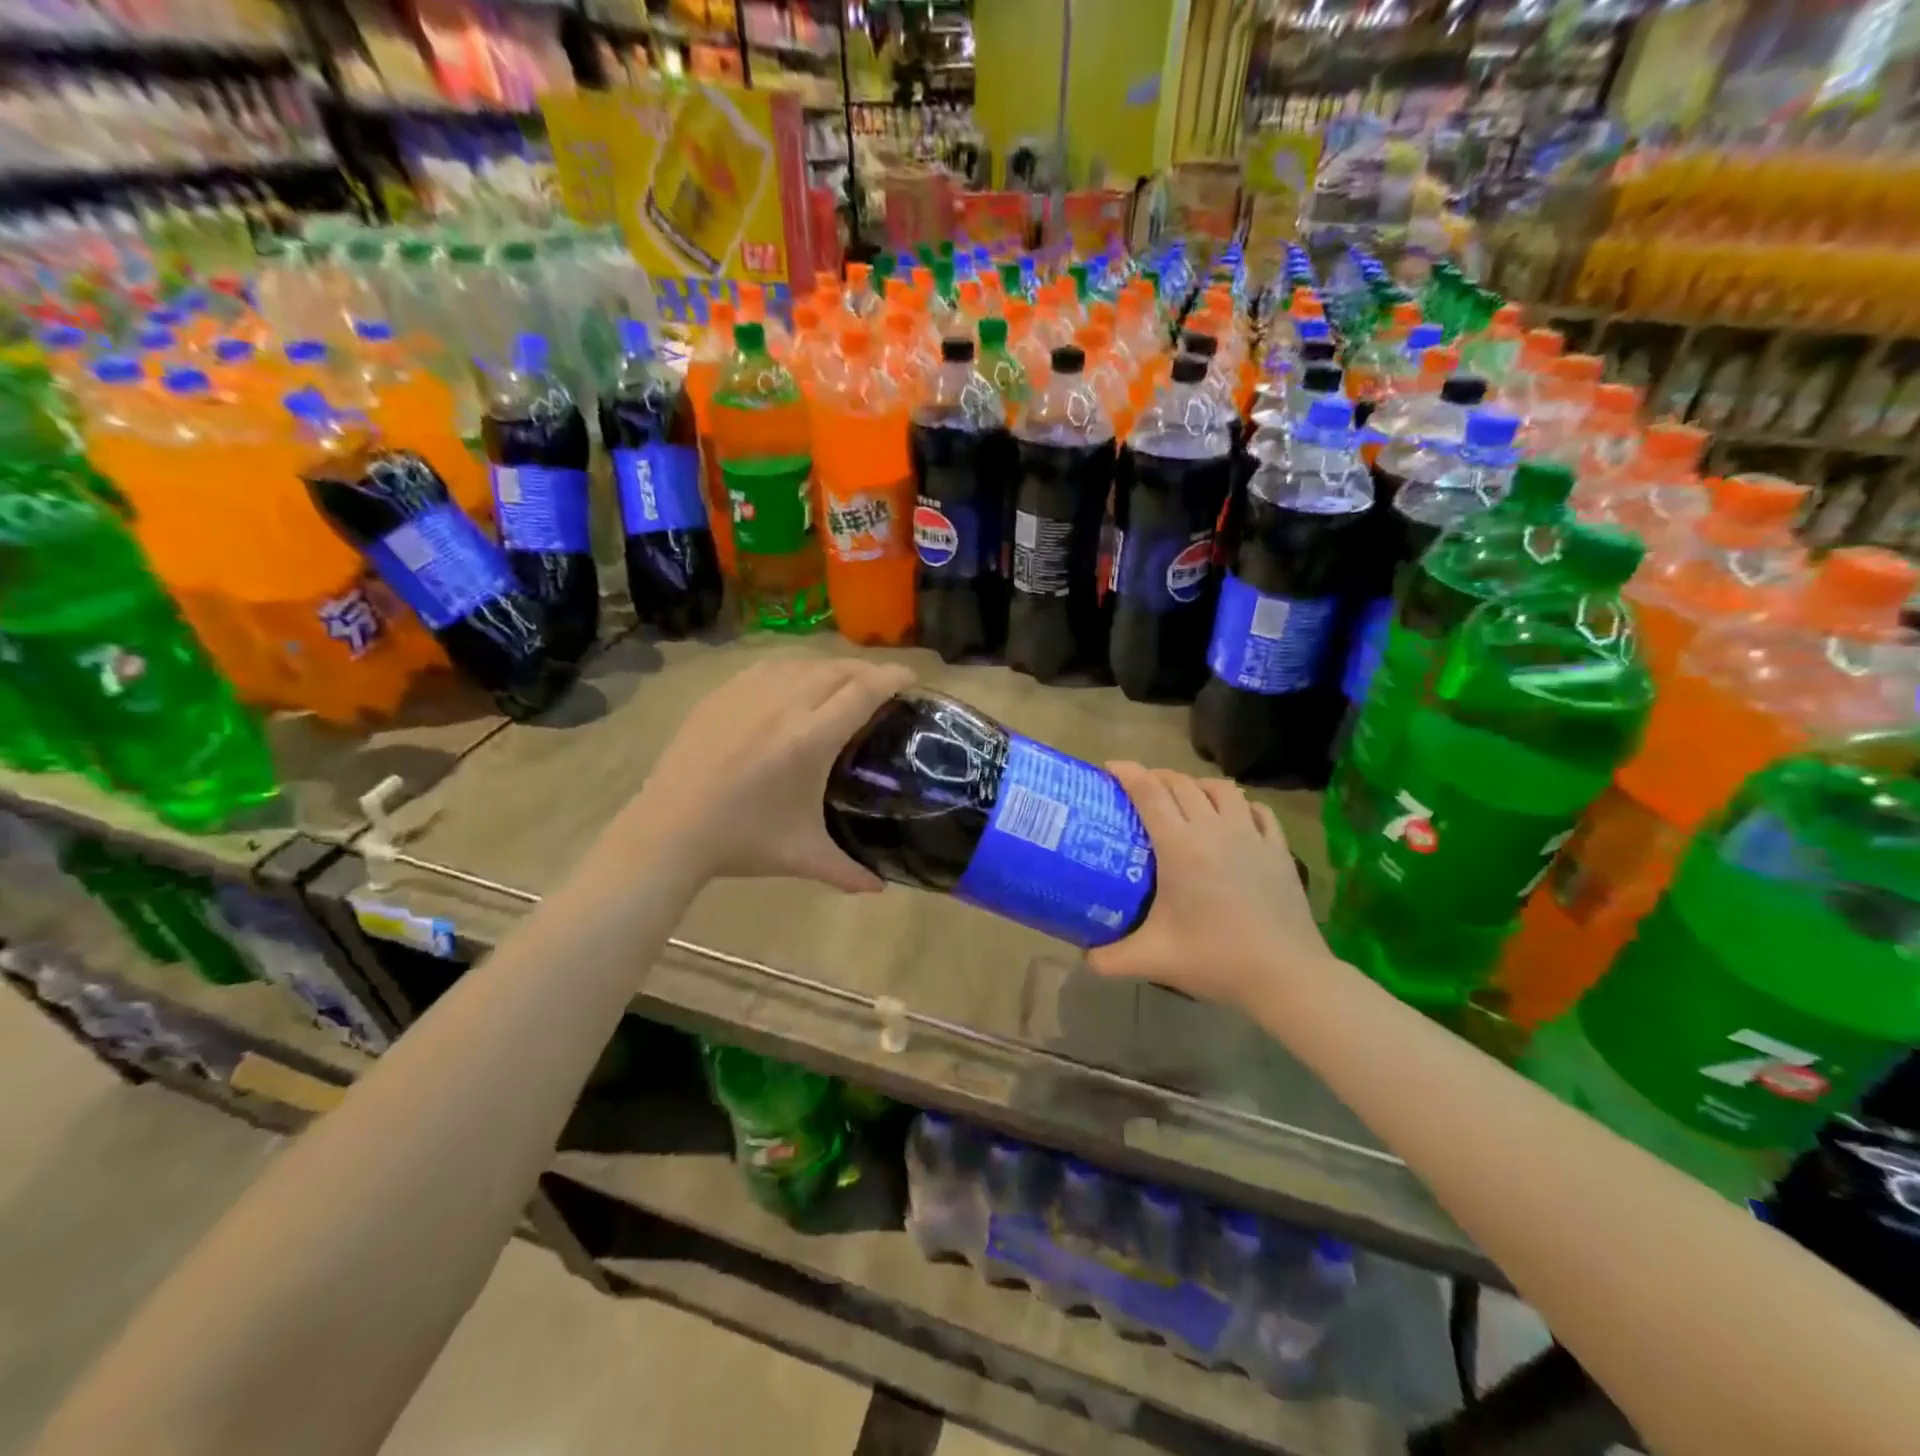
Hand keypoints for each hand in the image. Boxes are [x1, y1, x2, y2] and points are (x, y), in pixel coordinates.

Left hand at [610, 655, 915, 892]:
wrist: (669, 830)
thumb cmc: (742, 841)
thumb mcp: (802, 856)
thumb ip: (847, 871)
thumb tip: (879, 889)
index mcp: (811, 738)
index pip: (864, 690)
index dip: (893, 677)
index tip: (912, 678)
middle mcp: (785, 703)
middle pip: (838, 669)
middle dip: (867, 671)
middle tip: (882, 686)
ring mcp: (749, 693)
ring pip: (802, 663)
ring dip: (831, 668)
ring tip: (841, 683)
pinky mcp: (722, 694)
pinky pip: (769, 667)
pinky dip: (793, 670)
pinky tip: (793, 685)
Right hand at [1087, 763, 1333, 1011]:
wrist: (1286, 976)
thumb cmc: (1215, 960)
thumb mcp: (1152, 960)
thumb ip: (1109, 959)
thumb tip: (1085, 957)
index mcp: (1180, 846)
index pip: (1149, 792)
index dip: (1127, 773)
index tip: (1110, 767)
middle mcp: (1214, 829)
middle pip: (1181, 783)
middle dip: (1155, 777)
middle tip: (1138, 789)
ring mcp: (1251, 835)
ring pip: (1221, 788)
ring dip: (1196, 785)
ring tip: (1184, 798)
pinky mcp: (1278, 848)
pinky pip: (1256, 809)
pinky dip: (1238, 804)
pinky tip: (1233, 816)